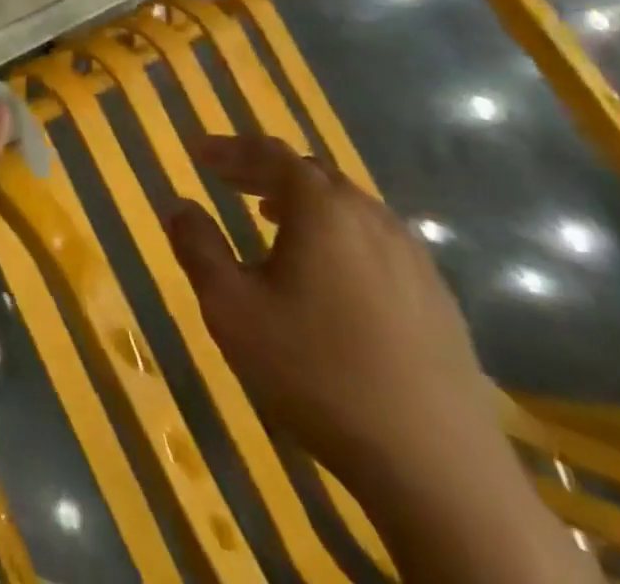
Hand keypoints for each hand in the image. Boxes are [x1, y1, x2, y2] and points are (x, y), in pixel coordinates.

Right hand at [166, 134, 504, 490]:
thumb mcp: (231, 308)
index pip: (270, 153)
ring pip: (350, 207)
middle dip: (265, 170)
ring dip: (304, 202)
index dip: (230, 148)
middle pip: (313, 174)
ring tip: (270, 218)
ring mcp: (415, 261)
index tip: (197, 152)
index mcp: (322, 210)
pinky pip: (378, 242)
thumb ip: (198, 246)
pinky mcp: (439, 301)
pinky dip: (340, 235)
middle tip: (228, 180)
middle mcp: (372, 220)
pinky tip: (328, 272)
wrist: (439, 472)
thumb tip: (179, 204)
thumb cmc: (316, 373)